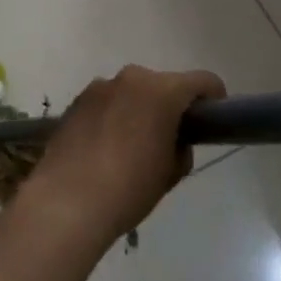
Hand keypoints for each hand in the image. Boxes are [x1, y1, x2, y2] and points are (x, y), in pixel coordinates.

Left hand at [21, 65, 225, 249]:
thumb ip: (180, 147)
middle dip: (171, 105)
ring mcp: (100, 86)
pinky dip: (113, 115)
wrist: (67, 202)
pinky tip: (104, 147)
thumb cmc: (129, 188)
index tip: (212, 120)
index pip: (202, 81)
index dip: (213, 98)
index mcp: (162, 91)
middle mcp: (132, 78)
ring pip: (132, 91)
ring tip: (130, 146)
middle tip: (169, 139)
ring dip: (139, 109)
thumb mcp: (170, 173)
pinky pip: (107, 101)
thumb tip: (174, 140)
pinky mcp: (77, 100)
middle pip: (164, 84)